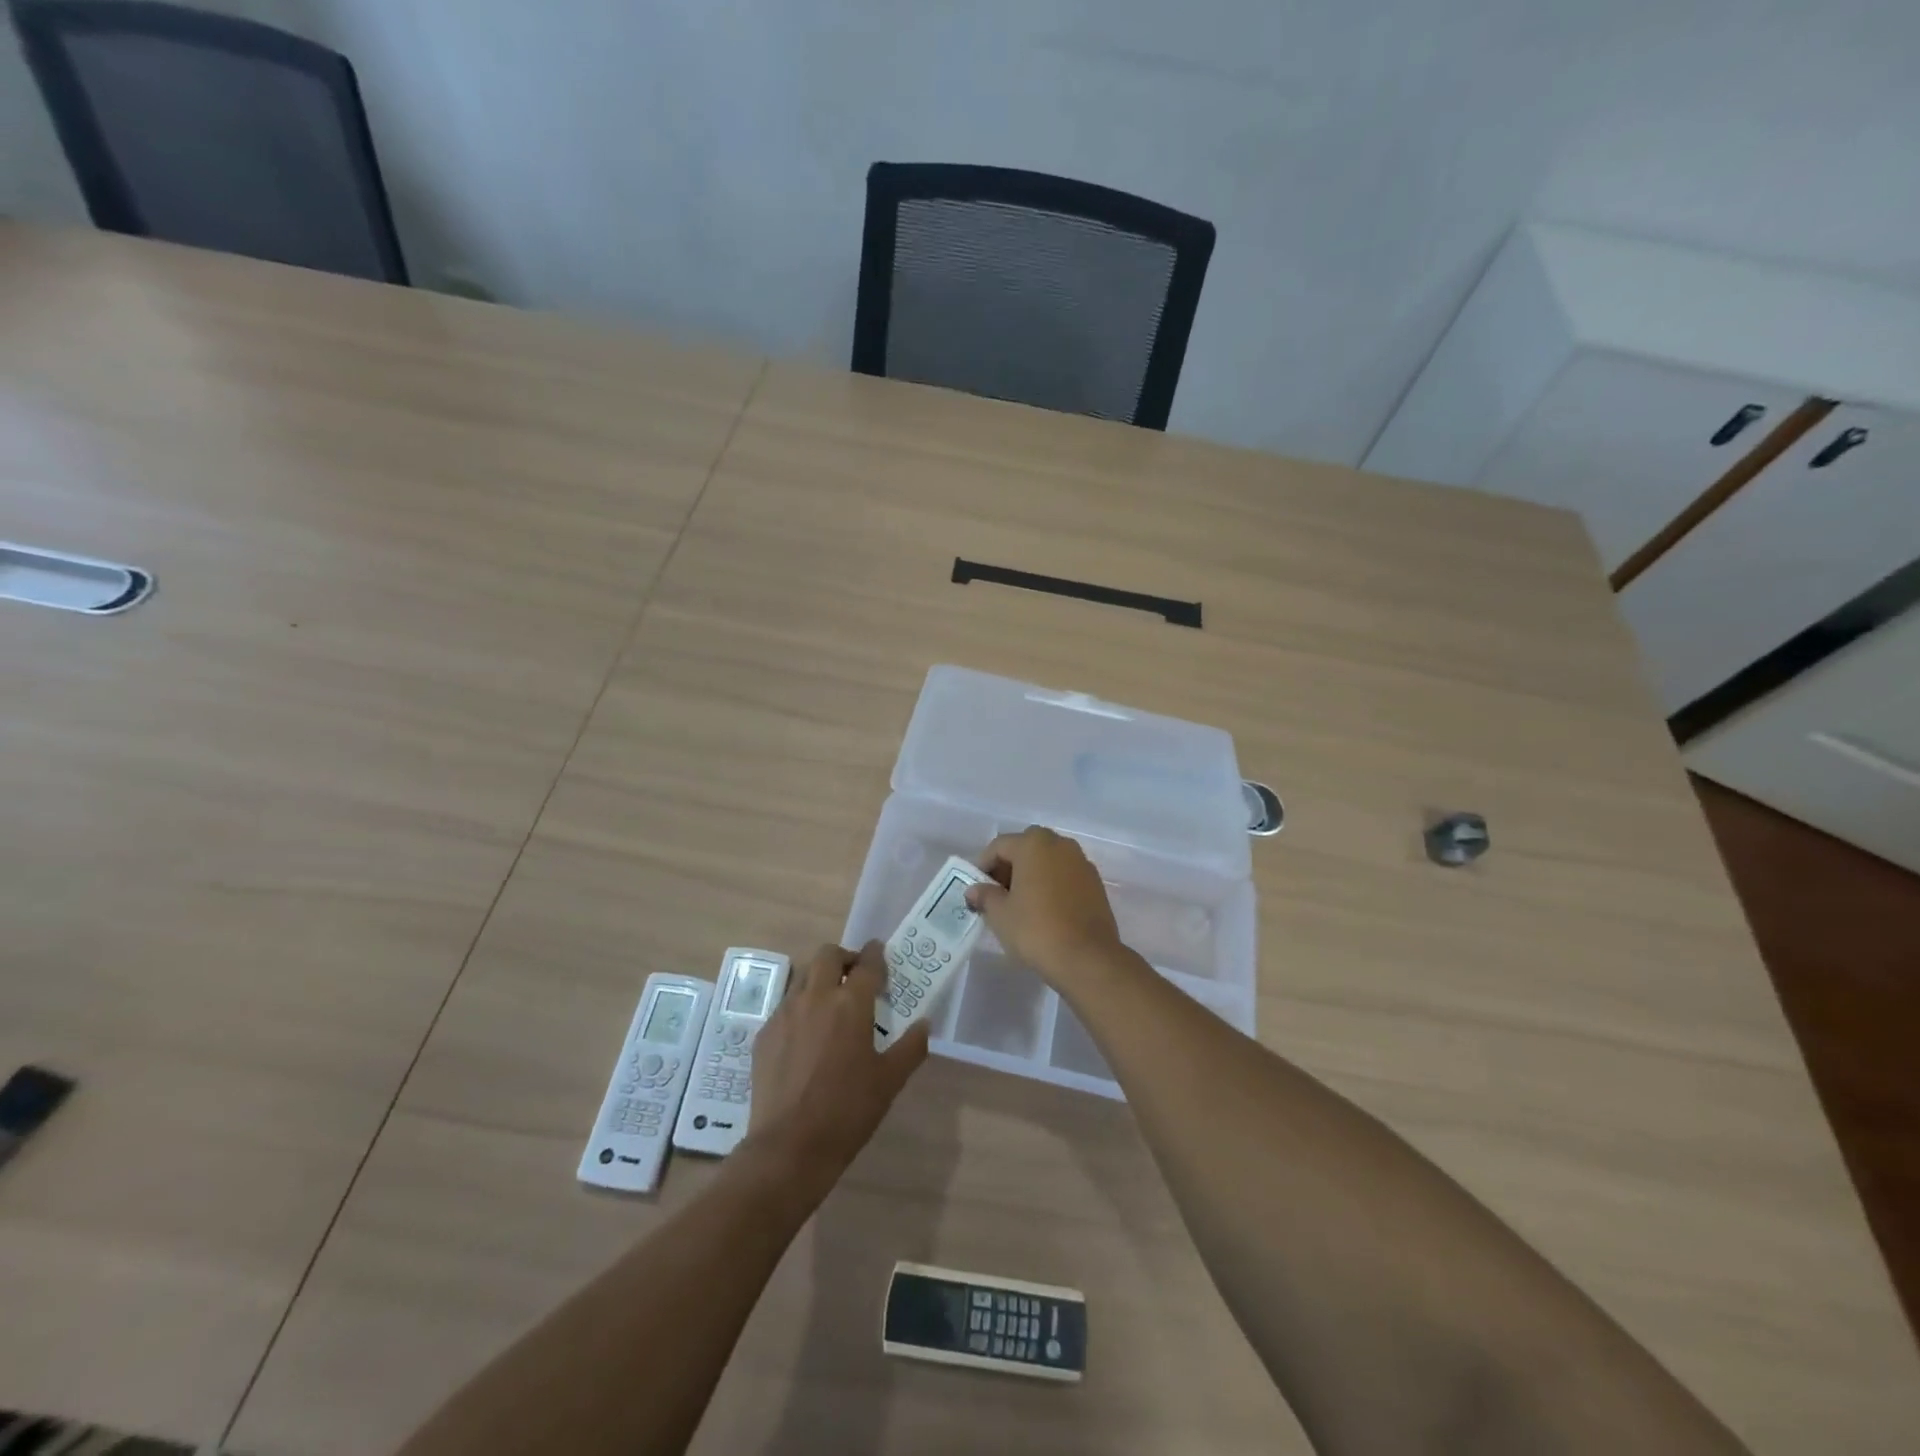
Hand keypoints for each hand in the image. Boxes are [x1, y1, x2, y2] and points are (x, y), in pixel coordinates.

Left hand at [744, 943, 927, 1195]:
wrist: (788, 1147)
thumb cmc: (847, 1111)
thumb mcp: (890, 1081)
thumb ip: (911, 1047)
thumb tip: (924, 1024)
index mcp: (850, 1004)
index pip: (867, 963)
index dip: (876, 954)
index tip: (880, 954)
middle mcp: (815, 997)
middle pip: (828, 955)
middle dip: (844, 958)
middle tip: (855, 977)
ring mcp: (785, 1014)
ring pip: (803, 977)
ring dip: (820, 980)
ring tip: (831, 1005)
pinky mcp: (764, 1034)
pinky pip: (785, 1007)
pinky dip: (800, 1008)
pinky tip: (806, 1037)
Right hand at [966, 826, 1127, 986]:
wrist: (1088, 958)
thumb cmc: (1036, 930)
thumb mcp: (1000, 914)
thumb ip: (985, 895)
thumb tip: (974, 890)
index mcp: (1034, 844)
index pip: (999, 846)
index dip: (983, 865)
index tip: (975, 888)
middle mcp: (1060, 844)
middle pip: (1026, 848)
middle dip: (1008, 867)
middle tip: (997, 893)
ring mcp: (1081, 862)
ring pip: (1048, 860)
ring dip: (1031, 874)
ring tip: (1020, 903)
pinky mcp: (1095, 883)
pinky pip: (1065, 875)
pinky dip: (1051, 884)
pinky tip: (1044, 909)